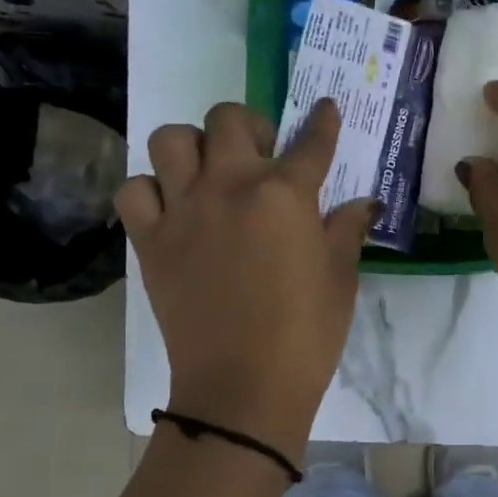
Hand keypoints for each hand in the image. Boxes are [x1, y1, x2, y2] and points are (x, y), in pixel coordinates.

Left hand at [117, 98, 373, 461]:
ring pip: (170, 139)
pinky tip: (171, 209)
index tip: (324, 109)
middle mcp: (229, 187)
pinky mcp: (150, 241)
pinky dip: (150, 190)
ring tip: (207, 173)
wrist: (243, 387)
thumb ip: (346, 231)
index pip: (311, 142)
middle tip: (260, 154)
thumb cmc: (305, 335)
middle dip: (249, 126)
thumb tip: (363, 203)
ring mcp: (183, 211)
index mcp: (284, 195)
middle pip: (227, 119)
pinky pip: (134, 190)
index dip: (322, 122)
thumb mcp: (340, 280)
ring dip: (192, 147)